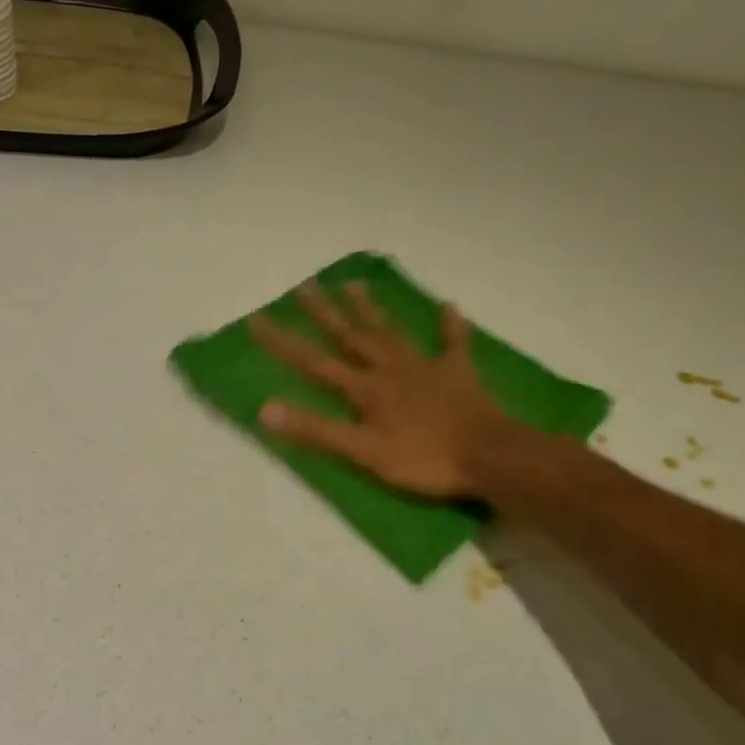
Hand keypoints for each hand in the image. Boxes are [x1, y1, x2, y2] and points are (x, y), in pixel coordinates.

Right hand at [250, 282, 561, 500]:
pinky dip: (450, 325)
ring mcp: (425, 367)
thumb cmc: (422, 459)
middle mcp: (389, 369)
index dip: (283, 342)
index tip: (257, 318)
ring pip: (392, 333)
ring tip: (354, 284)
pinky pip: (452, 343)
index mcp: (365, 389)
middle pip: (351, 336)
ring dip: (371, 310)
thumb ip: (316, 431)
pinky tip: (449, 304)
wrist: (488, 456)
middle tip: (305, 285)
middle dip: (324, 312)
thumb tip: (265, 409)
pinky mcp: (458, 373)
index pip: (314, 363)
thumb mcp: (362, 452)